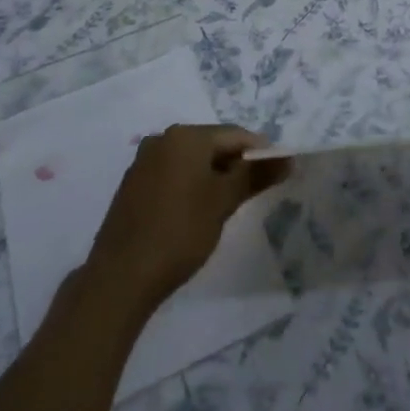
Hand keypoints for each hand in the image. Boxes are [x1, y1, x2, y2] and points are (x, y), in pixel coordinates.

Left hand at [84, 125, 287, 312]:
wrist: (121, 276)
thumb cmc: (180, 232)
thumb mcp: (223, 202)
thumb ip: (255, 175)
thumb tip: (288, 158)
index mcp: (186, 136)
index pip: (235, 134)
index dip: (260, 152)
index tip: (277, 173)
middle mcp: (163, 139)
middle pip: (211, 144)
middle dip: (235, 164)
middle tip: (253, 192)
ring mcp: (144, 161)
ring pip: (191, 160)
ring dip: (213, 175)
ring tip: (227, 204)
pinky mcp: (133, 184)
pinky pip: (172, 173)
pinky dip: (190, 185)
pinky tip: (196, 211)